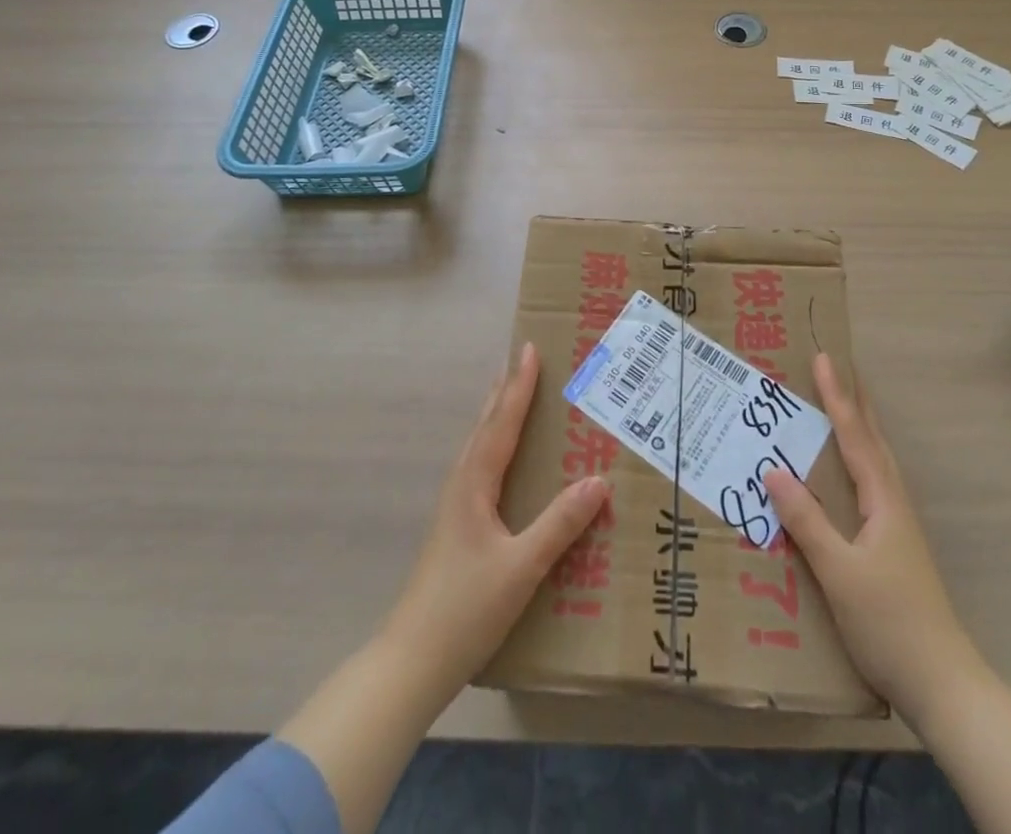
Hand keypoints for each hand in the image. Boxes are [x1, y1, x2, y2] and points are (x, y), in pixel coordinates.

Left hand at [381, 342, 609, 693]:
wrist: (412, 661)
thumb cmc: (466, 609)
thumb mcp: (522, 567)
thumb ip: (559, 524)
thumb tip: (598, 481)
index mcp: (474, 484)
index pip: (502, 422)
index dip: (519, 386)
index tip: (530, 349)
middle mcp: (462, 485)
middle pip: (486, 425)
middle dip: (505, 390)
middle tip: (523, 359)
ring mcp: (455, 507)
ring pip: (479, 445)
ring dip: (498, 414)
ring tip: (513, 393)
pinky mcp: (457, 526)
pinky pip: (481, 466)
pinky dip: (496, 443)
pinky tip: (504, 459)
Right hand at [763, 353, 979, 719]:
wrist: (943, 685)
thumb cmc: (889, 622)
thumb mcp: (839, 571)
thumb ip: (806, 520)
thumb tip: (773, 468)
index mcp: (883, 500)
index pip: (855, 436)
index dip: (837, 396)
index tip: (824, 358)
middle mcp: (894, 503)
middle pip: (873, 440)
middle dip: (854, 402)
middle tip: (838, 368)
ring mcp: (897, 526)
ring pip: (876, 462)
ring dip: (859, 428)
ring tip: (842, 406)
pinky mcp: (894, 546)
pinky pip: (871, 484)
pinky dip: (857, 460)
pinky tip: (845, 475)